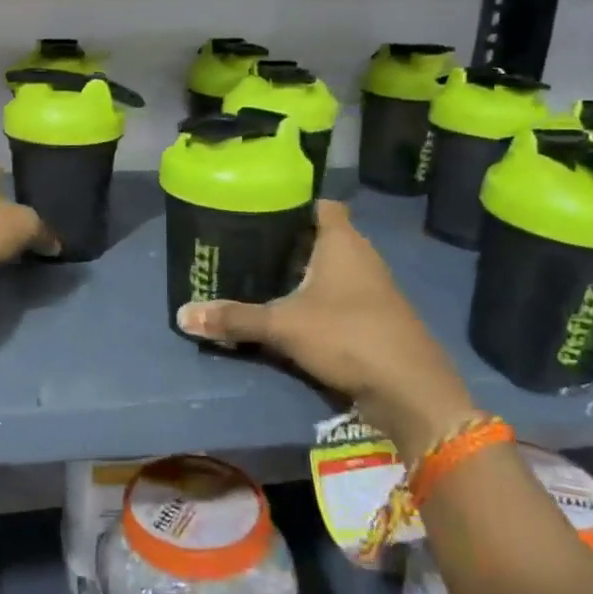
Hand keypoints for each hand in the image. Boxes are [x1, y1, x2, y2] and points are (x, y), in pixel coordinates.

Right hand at [175, 200, 475, 457]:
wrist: (410, 390)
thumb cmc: (347, 335)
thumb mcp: (282, 326)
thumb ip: (235, 318)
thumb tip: (182, 314)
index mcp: (342, 241)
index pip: (320, 204)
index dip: (292, 203)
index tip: (259, 210)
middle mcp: (361, 256)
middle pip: (322, 236)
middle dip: (288, 242)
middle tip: (247, 246)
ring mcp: (373, 288)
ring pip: (331, 268)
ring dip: (302, 273)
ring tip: (261, 277)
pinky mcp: (376, 317)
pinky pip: (340, 296)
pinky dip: (317, 299)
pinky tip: (291, 312)